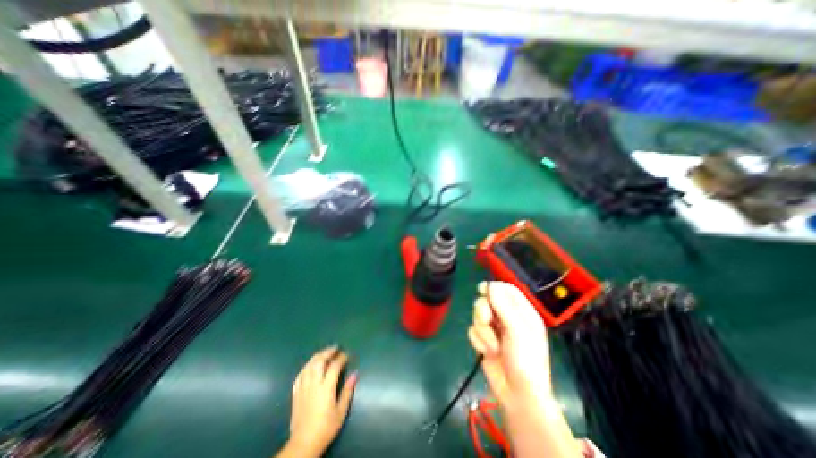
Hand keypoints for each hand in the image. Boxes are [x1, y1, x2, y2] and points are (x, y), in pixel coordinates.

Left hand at [284, 346, 354, 456]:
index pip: (334, 366)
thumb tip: (355, 374)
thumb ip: (347, 391)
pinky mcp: (296, 393)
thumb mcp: (341, 411)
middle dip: (328, 352)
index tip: (347, 355)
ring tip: (325, 352)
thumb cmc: (326, 427)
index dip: (341, 358)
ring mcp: (303, 387)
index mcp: (326, 388)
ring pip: (309, 365)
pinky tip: (311, 364)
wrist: (303, 444)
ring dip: (318, 356)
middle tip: (336, 348)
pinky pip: (301, 374)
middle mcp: (314, 384)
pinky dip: (307, 366)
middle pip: (319, 361)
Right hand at [469, 280, 549, 413]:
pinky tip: (487, 352)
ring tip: (492, 346)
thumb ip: (503, 306)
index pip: (507, 290)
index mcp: (522, 313)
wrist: (517, 394)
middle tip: (487, 321)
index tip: (482, 290)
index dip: (494, 287)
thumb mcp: (517, 331)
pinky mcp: (484, 340)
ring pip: (478, 315)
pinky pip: (473, 331)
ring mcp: (495, 330)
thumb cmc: (525, 361)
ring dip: (483, 331)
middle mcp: (507, 318)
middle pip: (487, 300)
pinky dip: (479, 341)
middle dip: (483, 311)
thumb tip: (490, 285)